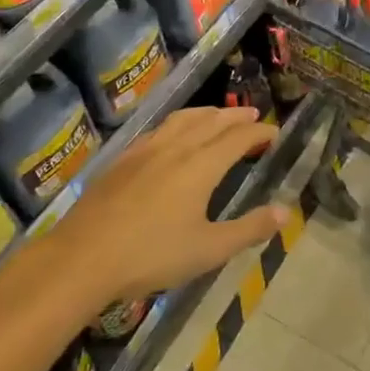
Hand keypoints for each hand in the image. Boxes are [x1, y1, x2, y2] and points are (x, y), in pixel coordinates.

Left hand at [49, 106, 285, 306]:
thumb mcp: (208, 250)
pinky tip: (173, 135)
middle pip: (212, 121)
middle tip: (253, 115)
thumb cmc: (151, 255)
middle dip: (236, 116)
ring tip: (218, 116)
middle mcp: (177, 147)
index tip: (274, 132)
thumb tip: (286, 213)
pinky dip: (178, 123)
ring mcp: (146, 149)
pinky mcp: (123, 159)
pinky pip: (159, 129)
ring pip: (183, 119)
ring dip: (207, 113)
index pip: (239, 137)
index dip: (259, 132)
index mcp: (202, 165)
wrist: (83, 257)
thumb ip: (249, 229)